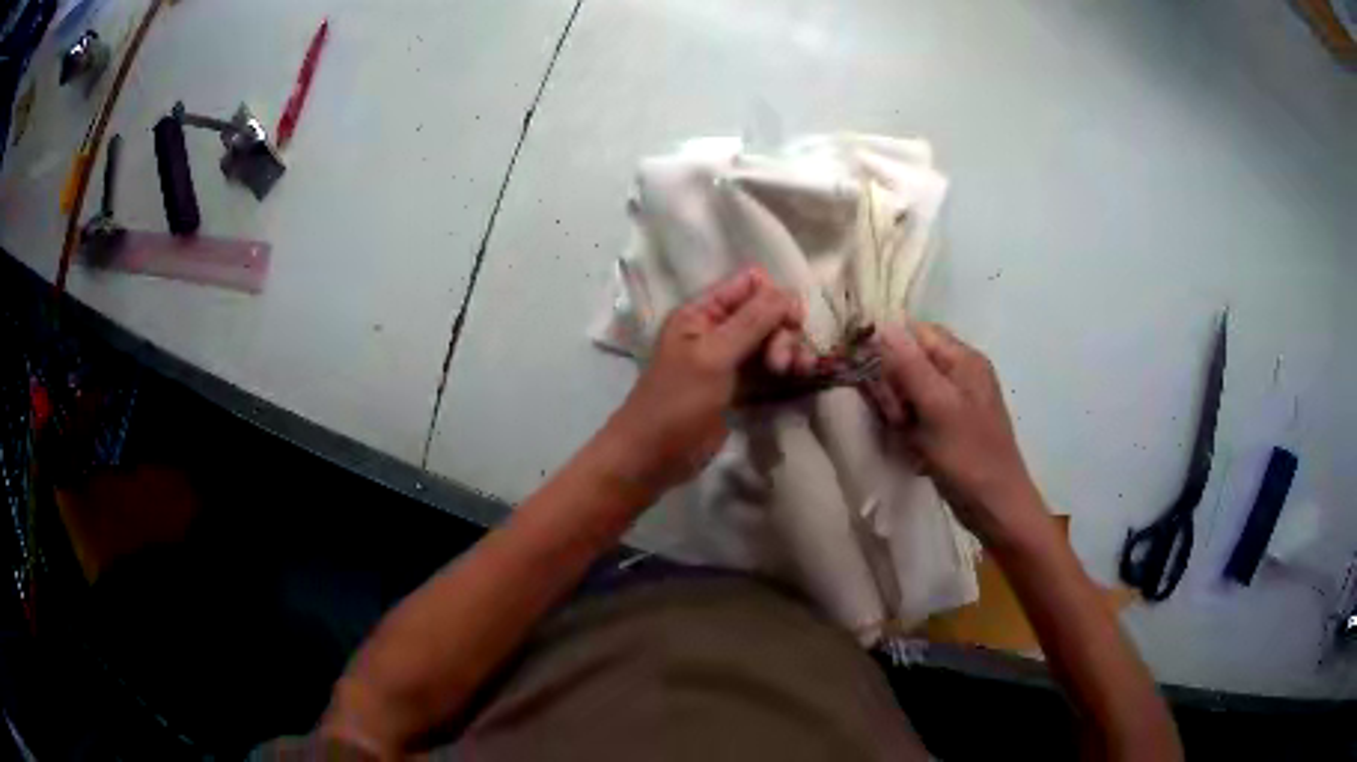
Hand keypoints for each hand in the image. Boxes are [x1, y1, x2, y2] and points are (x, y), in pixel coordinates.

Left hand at [600, 267, 808, 497]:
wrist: (652, 457)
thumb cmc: (676, 403)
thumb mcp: (713, 357)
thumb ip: (750, 322)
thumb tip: (787, 291)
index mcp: (701, 312)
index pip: (749, 283)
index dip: (775, 297)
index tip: (790, 322)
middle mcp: (715, 328)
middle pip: (765, 311)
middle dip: (782, 330)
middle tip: (783, 362)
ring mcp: (728, 358)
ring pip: (770, 339)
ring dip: (788, 349)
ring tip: (797, 372)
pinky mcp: (738, 386)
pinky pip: (767, 365)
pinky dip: (784, 368)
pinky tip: (797, 377)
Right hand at [866, 322, 1046, 546]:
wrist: (997, 507)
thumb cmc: (969, 457)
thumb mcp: (937, 407)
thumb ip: (910, 365)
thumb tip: (882, 324)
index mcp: (963, 358)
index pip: (913, 332)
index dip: (888, 349)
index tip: (876, 380)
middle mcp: (962, 372)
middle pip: (910, 360)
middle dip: (894, 387)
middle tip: (899, 418)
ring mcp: (958, 400)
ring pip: (911, 390)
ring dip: (900, 412)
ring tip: (909, 437)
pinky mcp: (952, 425)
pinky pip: (919, 414)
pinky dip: (911, 429)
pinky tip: (915, 448)